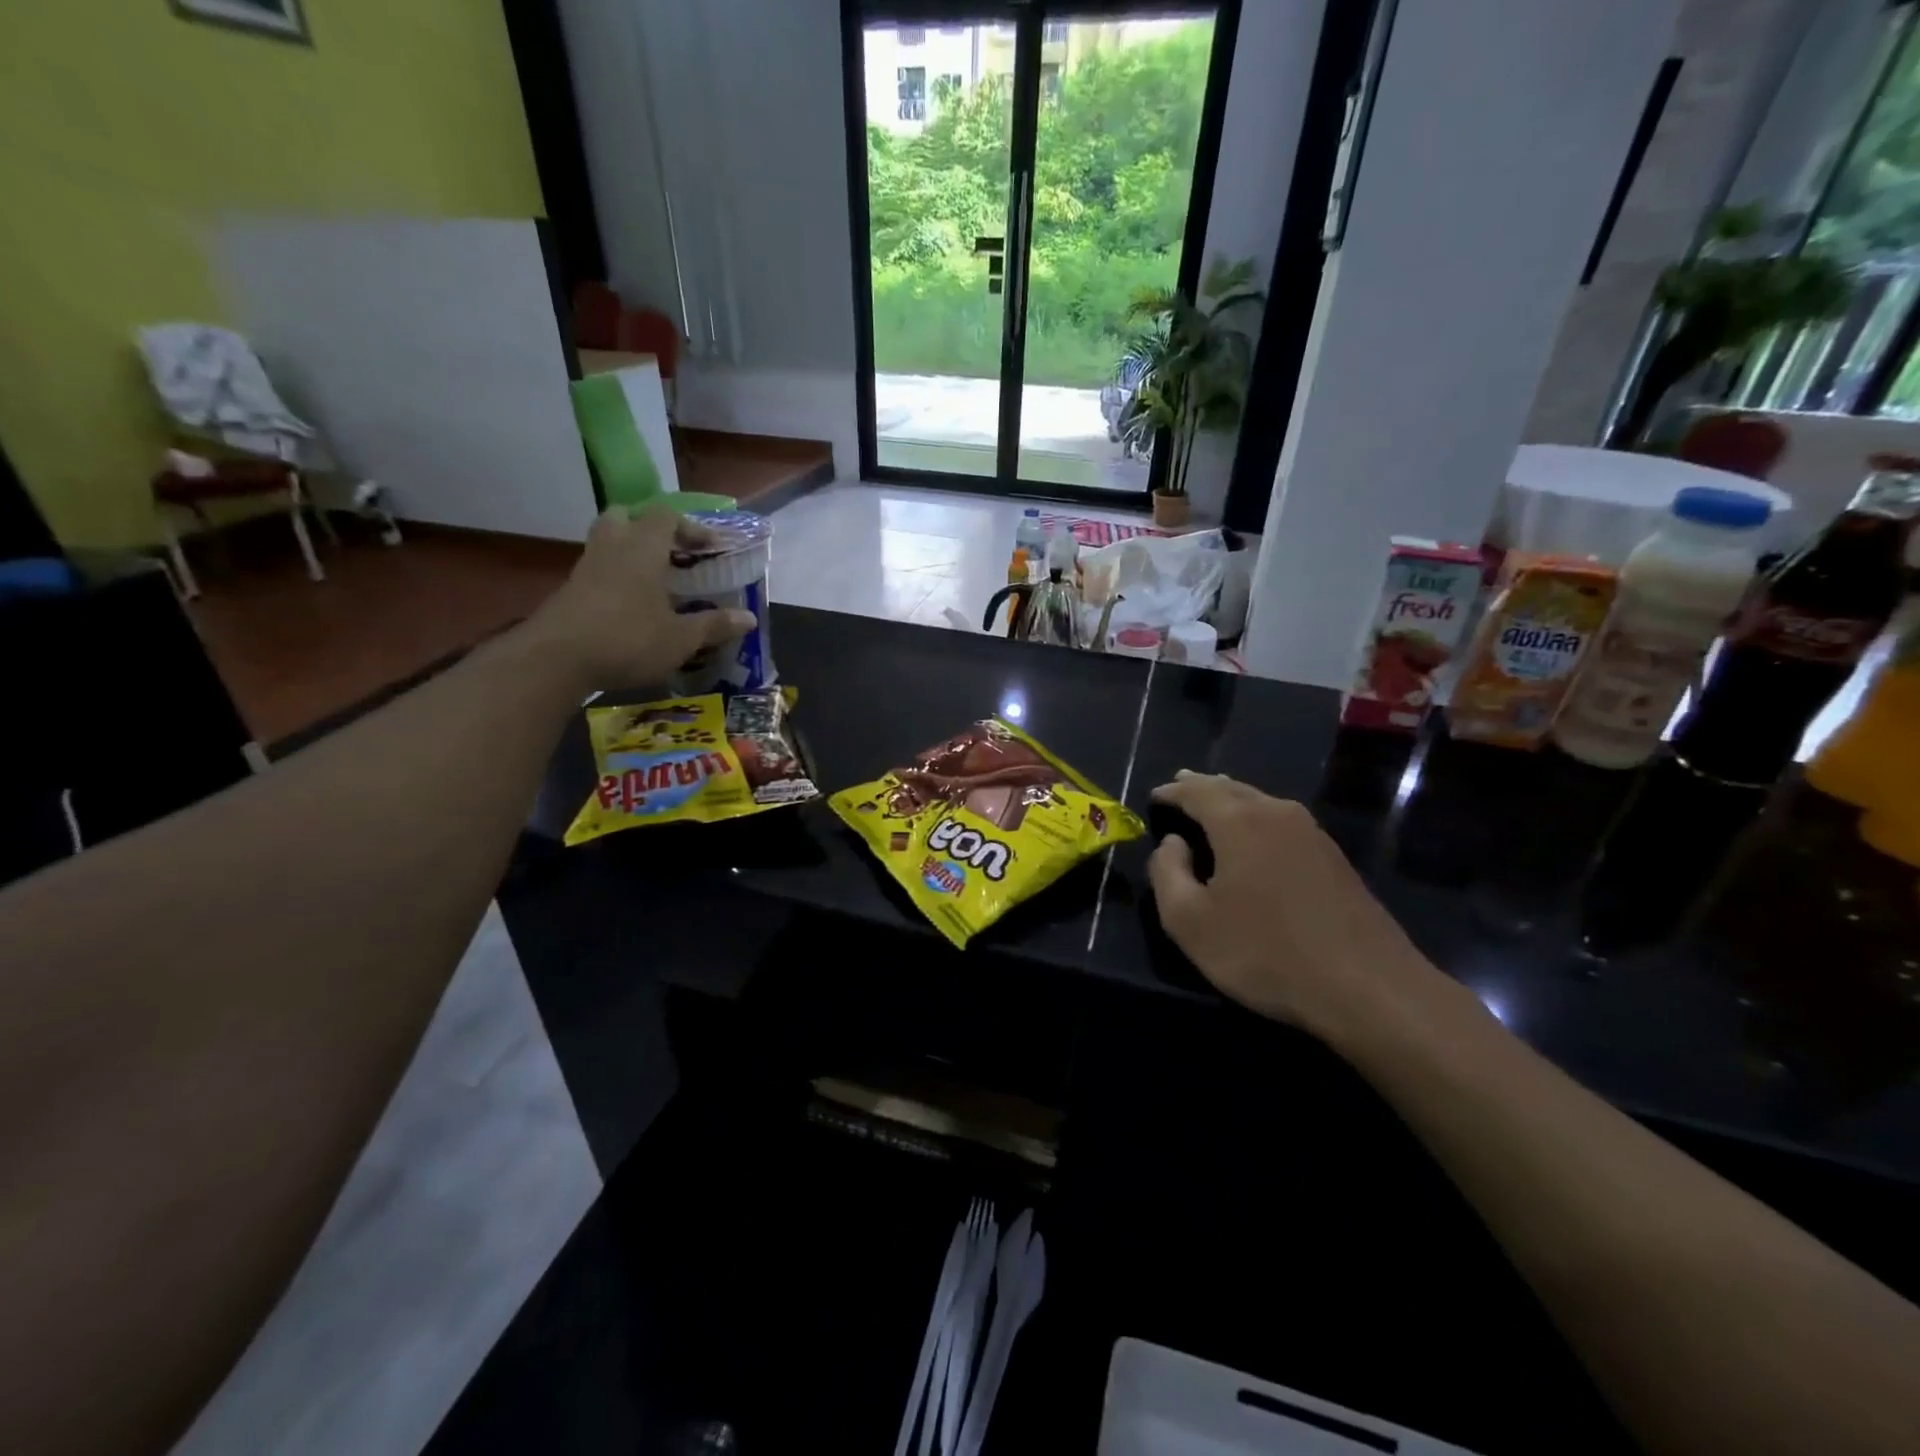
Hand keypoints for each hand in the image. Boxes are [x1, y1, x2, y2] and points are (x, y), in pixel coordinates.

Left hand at [531, 507, 755, 689]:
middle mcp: (612, 548)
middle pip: (625, 517)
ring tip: (654, 582)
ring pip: (607, 543)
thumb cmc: (628, 639)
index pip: (666, 517)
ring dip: (630, 554)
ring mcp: (586, 569)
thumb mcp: (681, 638)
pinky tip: (630, 608)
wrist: (555, 660)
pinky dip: (615, 580)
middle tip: (671, 554)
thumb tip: (749, 618)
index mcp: (643, 549)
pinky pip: (597, 572)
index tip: (710, 548)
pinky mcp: (569, 593)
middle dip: (649, 529)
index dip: (691, 528)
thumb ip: (714, 625)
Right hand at [1147, 771, 1452, 1044]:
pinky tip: (1255, 836)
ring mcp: (1312, 834)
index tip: (1154, 796)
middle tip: (1181, 784)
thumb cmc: (1265, 952)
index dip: (1172, 792)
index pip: (1197, 792)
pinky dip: (1258, 819)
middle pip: (1232, 789)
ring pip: (1261, 803)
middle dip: (1202, 787)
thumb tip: (1173, 844)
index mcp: (1239, 821)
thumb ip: (1167, 873)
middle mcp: (1277, 814)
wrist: (1368, 987)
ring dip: (1232, 800)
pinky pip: (1282, 822)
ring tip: (1214, 803)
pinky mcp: (1334, 858)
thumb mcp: (1190, 922)